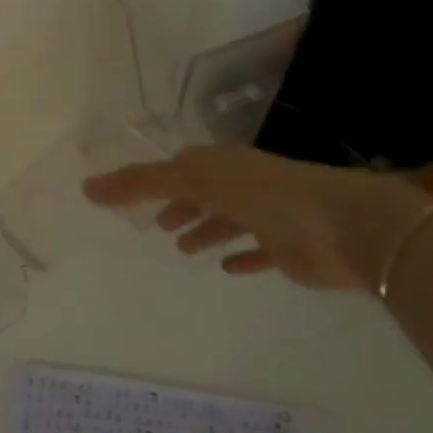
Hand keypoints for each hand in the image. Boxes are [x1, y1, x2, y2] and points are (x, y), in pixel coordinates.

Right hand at [82, 144, 430, 291]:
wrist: (346, 227)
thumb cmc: (264, 194)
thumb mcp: (194, 180)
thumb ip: (141, 184)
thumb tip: (86, 187)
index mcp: (221, 164)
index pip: (180, 167)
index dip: (154, 179)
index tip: (130, 194)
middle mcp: (244, 185)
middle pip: (203, 193)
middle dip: (180, 205)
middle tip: (155, 224)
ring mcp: (269, 216)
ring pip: (228, 222)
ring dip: (206, 231)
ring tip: (182, 247)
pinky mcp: (289, 249)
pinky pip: (259, 251)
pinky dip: (242, 257)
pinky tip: (228, 268)